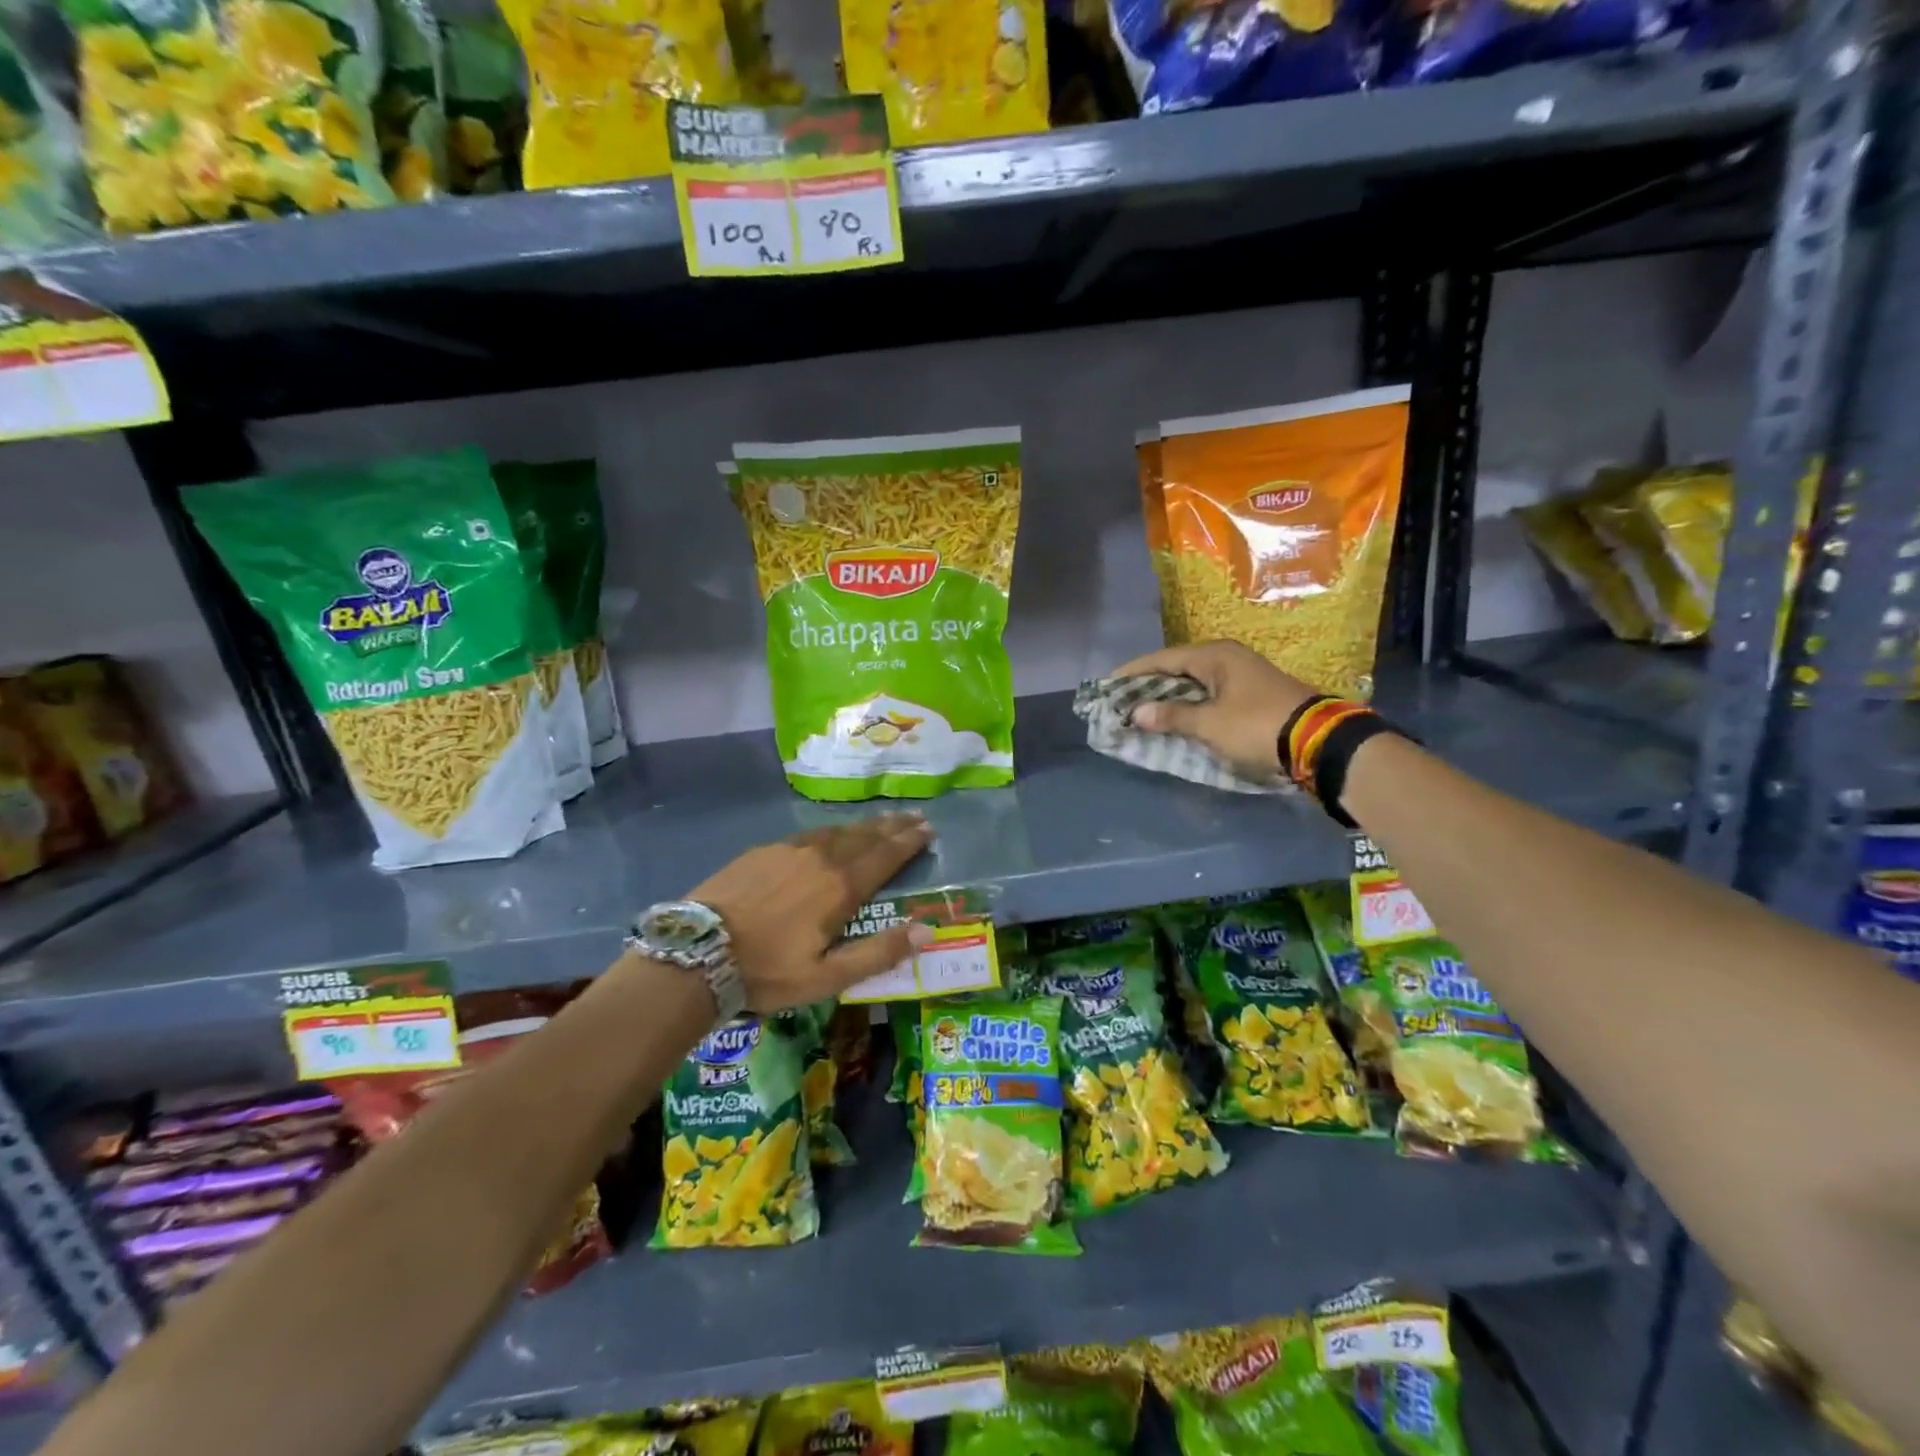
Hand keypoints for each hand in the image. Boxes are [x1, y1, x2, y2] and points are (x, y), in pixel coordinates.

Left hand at [690, 812, 936, 1012]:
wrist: (697, 952)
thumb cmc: (767, 971)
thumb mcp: (827, 976)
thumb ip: (878, 952)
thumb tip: (927, 930)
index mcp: (840, 887)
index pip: (885, 856)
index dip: (909, 842)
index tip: (928, 830)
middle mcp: (820, 858)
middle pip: (865, 836)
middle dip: (892, 826)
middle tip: (914, 816)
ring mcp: (789, 850)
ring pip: (837, 831)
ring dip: (864, 825)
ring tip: (881, 821)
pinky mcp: (763, 851)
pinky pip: (809, 834)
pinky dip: (832, 831)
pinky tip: (831, 834)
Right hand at [1110, 641, 1317, 780]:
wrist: (1319, 742)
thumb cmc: (1258, 726)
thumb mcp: (1210, 723)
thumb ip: (1172, 716)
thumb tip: (1137, 712)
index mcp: (1215, 656)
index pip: (1163, 659)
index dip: (1133, 673)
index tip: (1108, 685)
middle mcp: (1227, 659)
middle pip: (1177, 669)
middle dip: (1149, 685)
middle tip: (1122, 700)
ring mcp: (1242, 676)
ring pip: (1193, 683)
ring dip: (1169, 697)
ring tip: (1142, 711)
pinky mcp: (1251, 695)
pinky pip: (1208, 695)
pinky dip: (1188, 706)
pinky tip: (1175, 719)